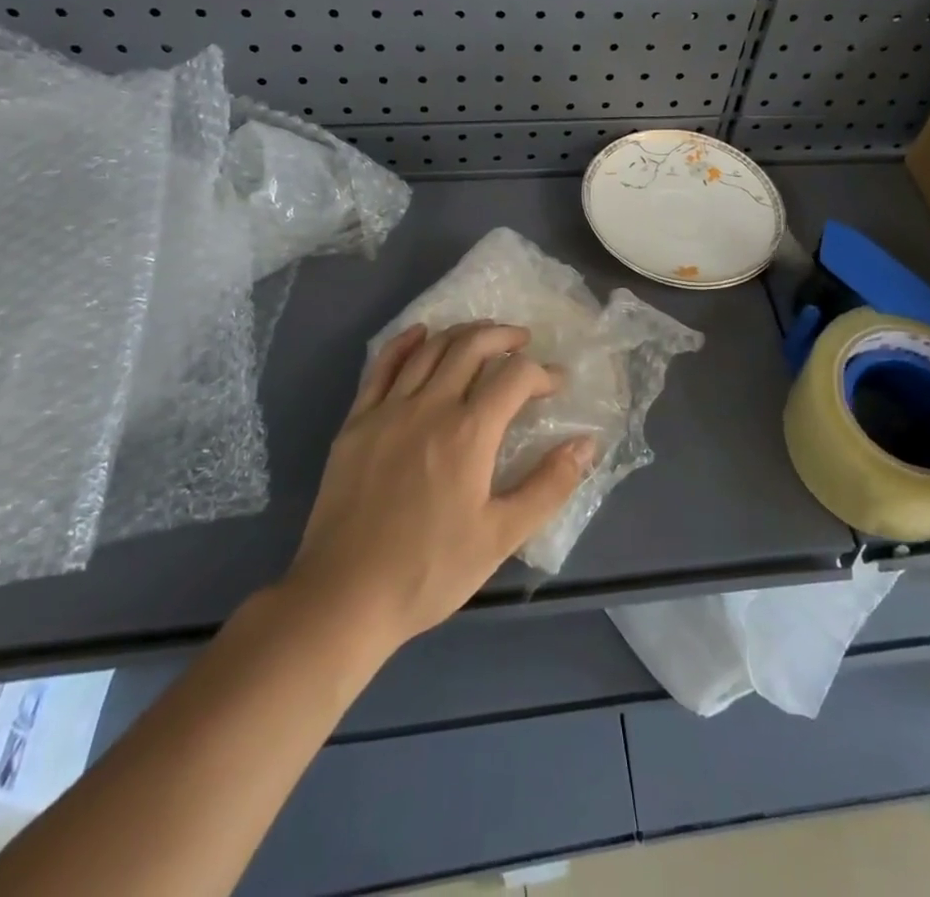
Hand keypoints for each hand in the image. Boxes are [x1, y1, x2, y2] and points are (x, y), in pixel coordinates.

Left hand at [285, 322, 592, 650]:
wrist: (343, 596)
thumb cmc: (429, 570)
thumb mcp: (501, 537)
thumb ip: (549, 485)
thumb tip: (586, 442)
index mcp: (469, 432)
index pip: (515, 376)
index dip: (543, 372)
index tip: (557, 383)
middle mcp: (430, 406)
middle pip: (472, 346)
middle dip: (504, 337)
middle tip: (523, 341)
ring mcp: (388, 409)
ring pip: (430, 349)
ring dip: (462, 333)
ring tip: (483, 335)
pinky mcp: (357, 421)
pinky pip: (381, 366)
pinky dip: (405, 342)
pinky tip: (420, 333)